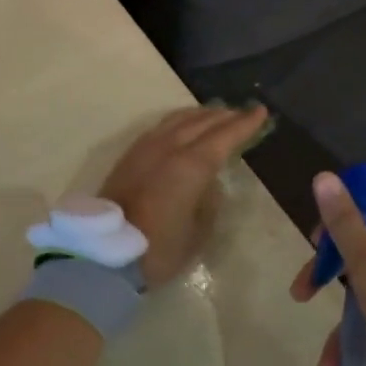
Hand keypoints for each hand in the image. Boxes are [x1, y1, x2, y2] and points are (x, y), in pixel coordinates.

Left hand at [99, 104, 269, 284]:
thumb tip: (209, 182)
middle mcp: (169, 148)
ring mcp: (145, 148)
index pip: (224, 136)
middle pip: (201, 123)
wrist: (105, 253)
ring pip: (177, 120)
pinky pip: (159, 127)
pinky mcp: (129, 156)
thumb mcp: (198, 232)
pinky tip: (181, 126)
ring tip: (215, 113)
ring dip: (199, 115)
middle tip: (242, 112)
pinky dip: (177, 121)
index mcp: (191, 166)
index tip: (261, 112)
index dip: (244, 124)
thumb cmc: (158, 249)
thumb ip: (209, 201)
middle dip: (224, 116)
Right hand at [291, 171, 365, 365]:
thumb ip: (344, 224)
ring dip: (342, 313)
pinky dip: (362, 333)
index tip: (315, 243)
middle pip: (365, 245)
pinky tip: (339, 365)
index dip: (337, 218)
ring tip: (323, 355)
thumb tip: (324, 175)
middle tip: (302, 292)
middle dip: (329, 270)